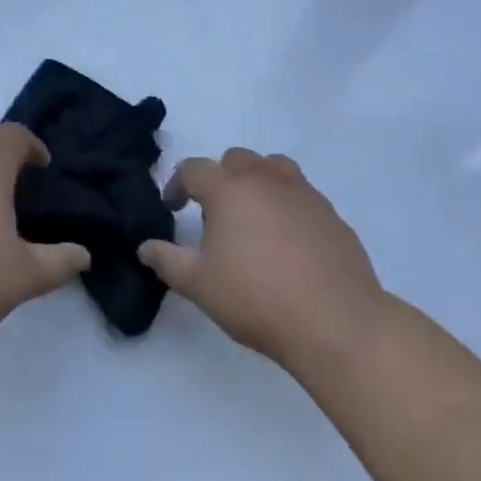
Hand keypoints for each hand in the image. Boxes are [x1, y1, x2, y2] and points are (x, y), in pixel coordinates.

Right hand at [137, 149, 387, 378]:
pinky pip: (300, 194)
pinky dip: (286, 204)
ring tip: (253, 219)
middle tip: (215, 216)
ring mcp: (303, 191)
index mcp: (229, 188)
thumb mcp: (200, 285)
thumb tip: (145, 247)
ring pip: (272, 168)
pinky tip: (288, 242)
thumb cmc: (257, 298)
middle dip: (219, 179)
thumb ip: (168, 261)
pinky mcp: (330, 212)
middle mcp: (265, 178)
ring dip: (256, 182)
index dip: (177, 184)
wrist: (335, 320)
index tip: (173, 208)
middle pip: (235, 159)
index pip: (194, 169)